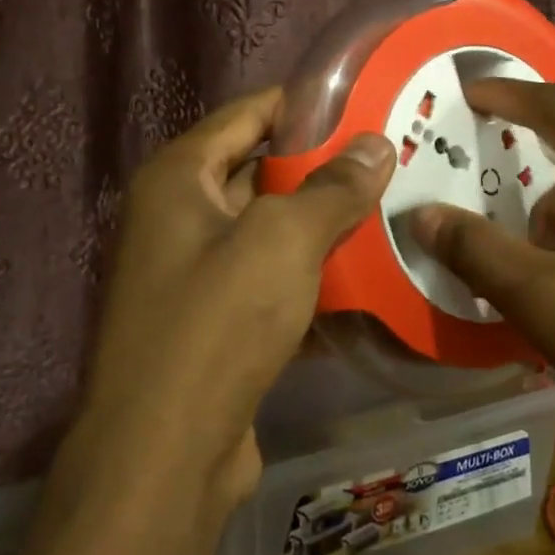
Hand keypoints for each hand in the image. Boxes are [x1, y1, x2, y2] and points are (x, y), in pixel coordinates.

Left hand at [81, 86, 394, 513]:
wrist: (163, 455)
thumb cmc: (217, 323)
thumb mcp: (282, 241)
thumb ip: (332, 188)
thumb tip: (376, 144)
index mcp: (178, 178)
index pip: (246, 114)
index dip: (302, 103)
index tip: (363, 99)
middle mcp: (177, 217)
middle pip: (258, 172)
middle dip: (321, 168)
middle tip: (390, 159)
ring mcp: (192, 273)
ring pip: (268, 232)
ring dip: (321, 226)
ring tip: (391, 210)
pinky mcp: (213, 323)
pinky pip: (269, 282)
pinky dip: (309, 278)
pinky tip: (366, 280)